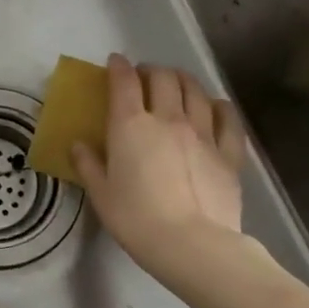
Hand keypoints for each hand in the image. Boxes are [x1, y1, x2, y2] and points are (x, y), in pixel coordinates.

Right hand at [72, 55, 248, 273]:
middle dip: (152, 71)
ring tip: (176, 85)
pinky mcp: (229, 152)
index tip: (115, 62)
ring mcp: (202, 133)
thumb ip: (88, 164)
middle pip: (163, 78)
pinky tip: (214, 106)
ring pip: (195, 91)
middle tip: (144, 78)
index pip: (123, 82)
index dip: (118, 67)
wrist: (192, 245)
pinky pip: (227, 118)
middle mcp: (167, 119)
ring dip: (183, 80)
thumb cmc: (136, 219)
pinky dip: (219, 106)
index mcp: (130, 126)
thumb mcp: (100, 194)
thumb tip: (78, 145)